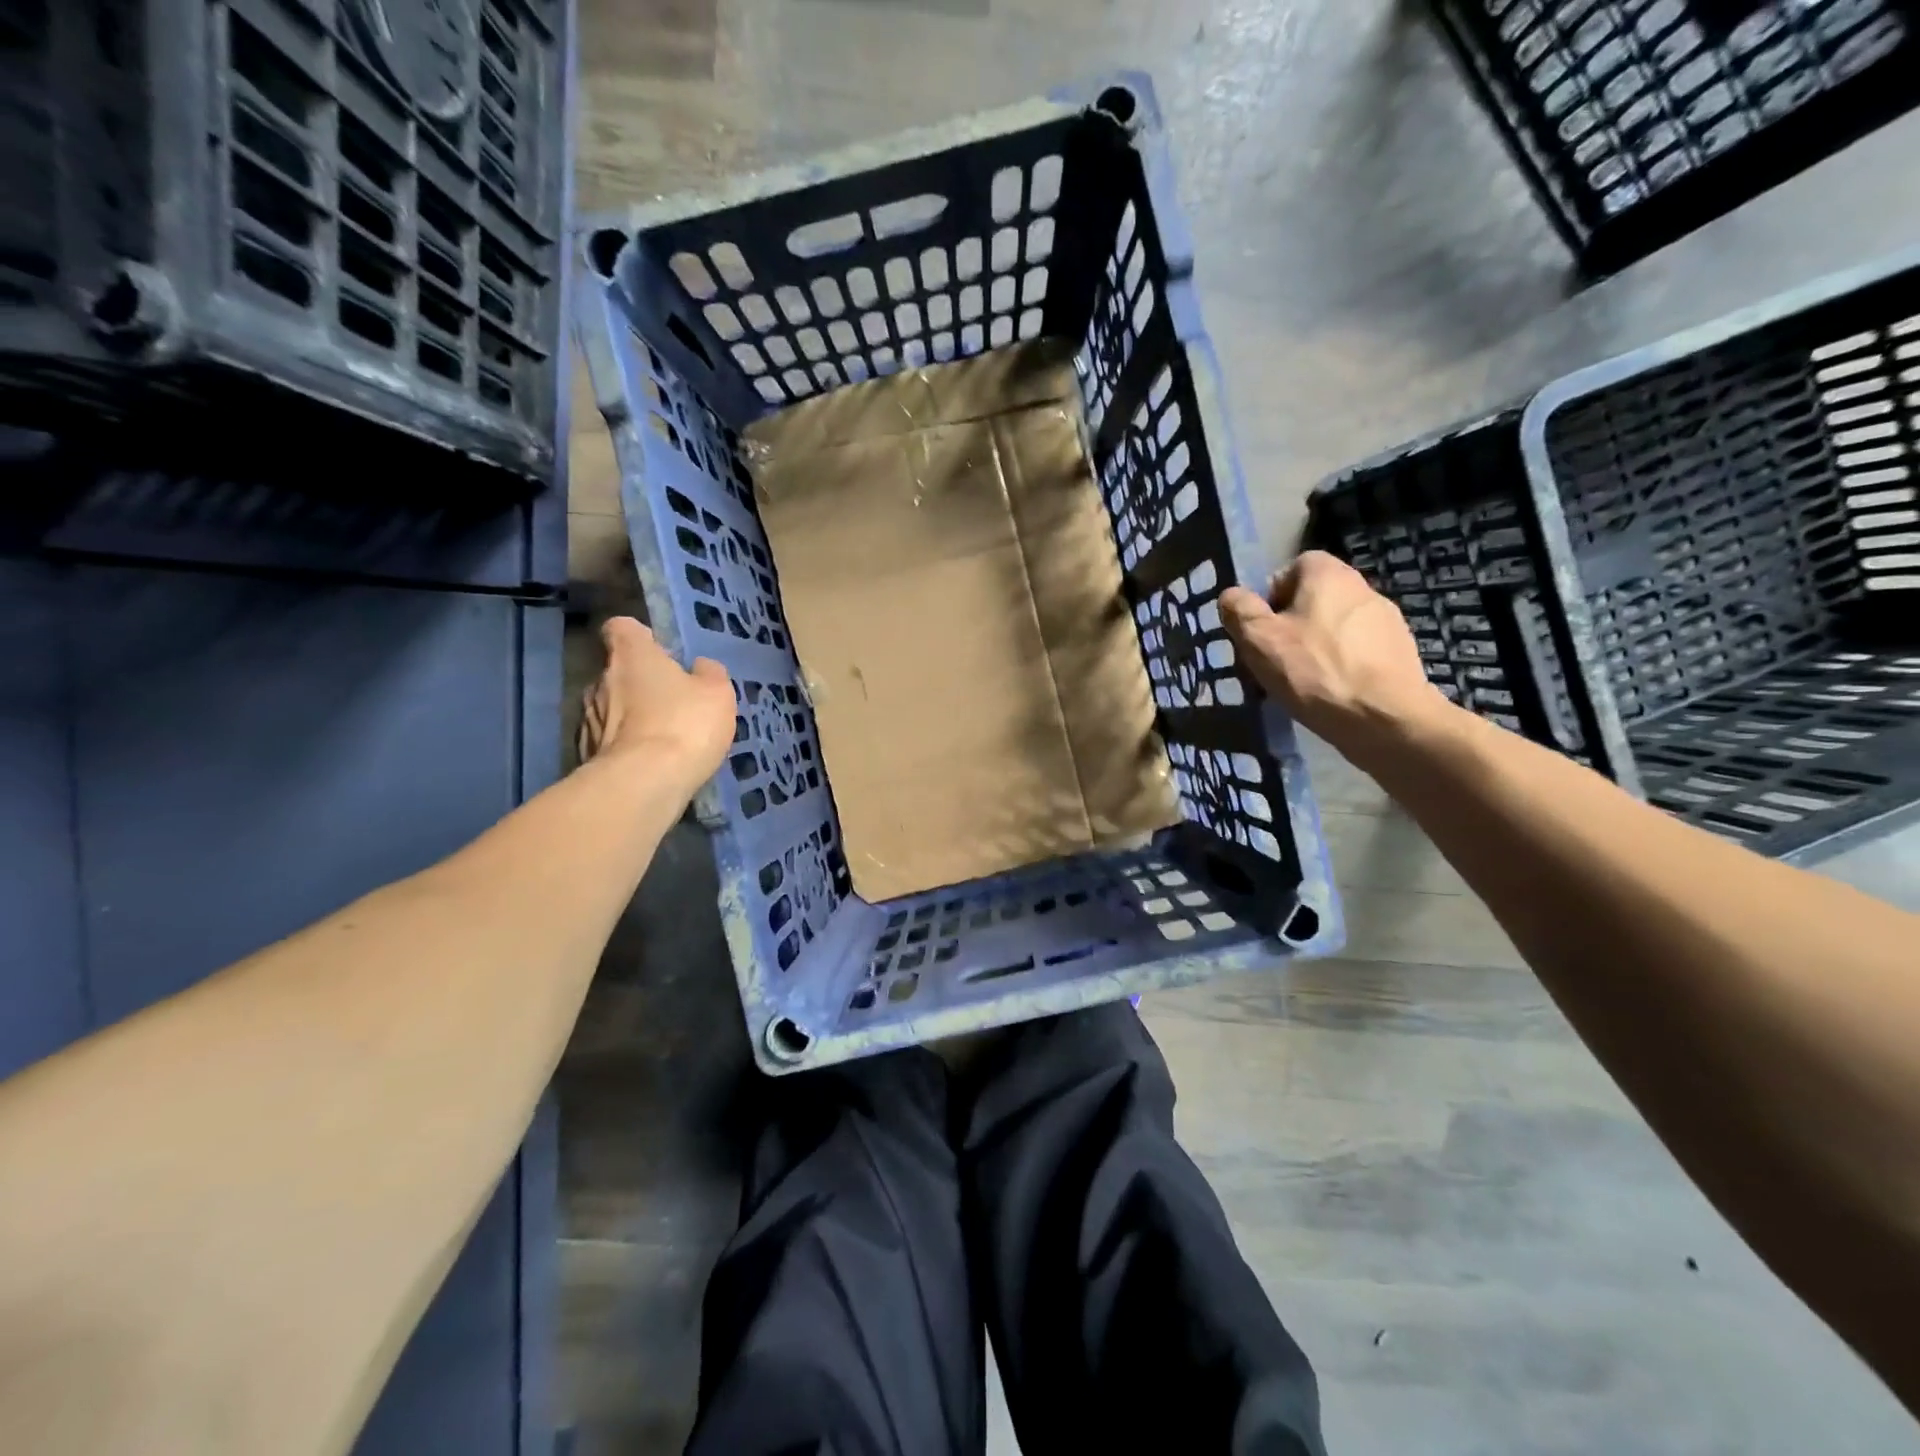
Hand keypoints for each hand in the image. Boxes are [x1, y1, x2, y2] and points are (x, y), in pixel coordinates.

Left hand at [578, 618, 734, 783]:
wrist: (643, 783)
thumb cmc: (684, 724)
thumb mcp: (717, 693)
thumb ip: (708, 674)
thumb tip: (699, 668)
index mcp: (631, 655)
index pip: (622, 628)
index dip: (641, 637)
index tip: (660, 652)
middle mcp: (600, 679)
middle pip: (617, 671)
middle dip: (640, 683)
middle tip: (671, 704)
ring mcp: (587, 718)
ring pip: (610, 708)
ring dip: (630, 717)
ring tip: (660, 740)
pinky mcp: (583, 754)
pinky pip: (607, 742)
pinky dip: (624, 748)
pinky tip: (646, 765)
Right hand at [1220, 551, 1452, 770]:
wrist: (1384, 718)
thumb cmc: (1314, 671)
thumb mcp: (1259, 639)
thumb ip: (1239, 610)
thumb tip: (1231, 596)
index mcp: (1328, 575)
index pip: (1294, 567)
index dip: (1271, 596)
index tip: (1261, 630)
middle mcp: (1362, 587)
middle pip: (1314, 599)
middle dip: (1291, 625)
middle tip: (1274, 659)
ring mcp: (1387, 620)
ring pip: (1336, 627)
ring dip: (1316, 647)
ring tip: (1301, 683)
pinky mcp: (1400, 652)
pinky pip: (1358, 651)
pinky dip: (1341, 666)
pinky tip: (1331, 694)